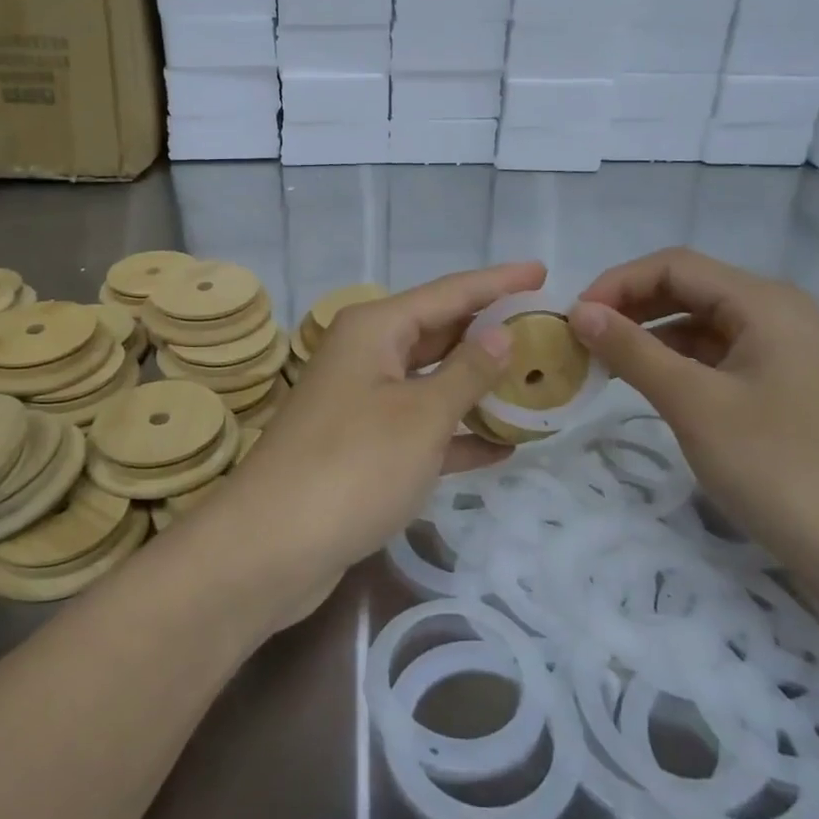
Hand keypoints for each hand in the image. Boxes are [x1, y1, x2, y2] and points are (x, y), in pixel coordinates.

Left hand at [215, 262, 544, 594]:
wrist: (271, 547)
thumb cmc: (353, 466)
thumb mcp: (421, 415)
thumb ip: (468, 371)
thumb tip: (502, 332)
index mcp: (374, 329)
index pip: (449, 292)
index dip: (498, 282)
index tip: (543, 270)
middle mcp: (365, 354)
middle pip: (439, 332)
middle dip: (491, 333)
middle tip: (548, 330)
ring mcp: (361, 401)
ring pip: (431, 381)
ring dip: (478, 386)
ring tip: (536, 383)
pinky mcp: (362, 446)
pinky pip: (420, 427)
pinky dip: (456, 434)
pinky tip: (501, 447)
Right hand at [569, 248, 818, 586]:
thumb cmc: (782, 467)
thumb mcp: (696, 404)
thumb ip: (634, 351)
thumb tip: (579, 312)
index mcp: (762, 302)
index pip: (673, 265)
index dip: (617, 283)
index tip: (572, 319)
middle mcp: (772, 314)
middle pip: (685, 289)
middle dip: (628, 307)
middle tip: (578, 341)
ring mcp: (776, 354)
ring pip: (696, 325)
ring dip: (645, 337)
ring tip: (599, 363)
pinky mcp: (775, 390)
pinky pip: (711, 359)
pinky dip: (671, 364)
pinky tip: (641, 386)